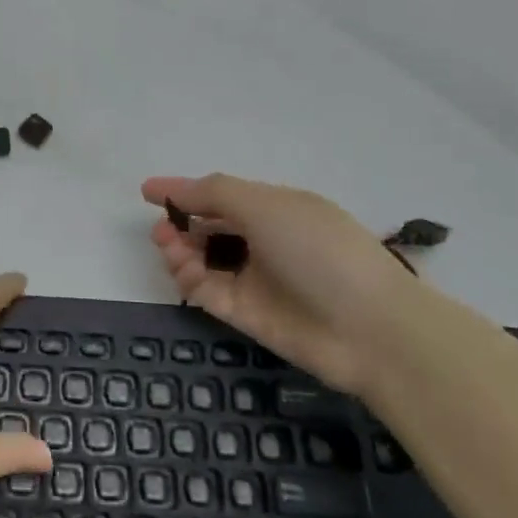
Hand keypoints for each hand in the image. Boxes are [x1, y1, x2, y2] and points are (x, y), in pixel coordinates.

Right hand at [142, 175, 430, 395]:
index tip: (148, 191)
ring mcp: (255, 279)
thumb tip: (174, 189)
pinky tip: (184, 270)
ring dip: (180, 250)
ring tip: (171, 248)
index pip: (222, 195)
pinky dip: (189, 278)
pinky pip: (207, 290)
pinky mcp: (247, 314)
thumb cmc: (319, 250)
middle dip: (180, 224)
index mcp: (276, 209)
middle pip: (209, 228)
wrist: (369, 328)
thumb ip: (214, 193)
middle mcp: (264, 241)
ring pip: (203, 260)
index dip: (185, 191)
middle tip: (162, 229)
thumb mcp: (266, 205)